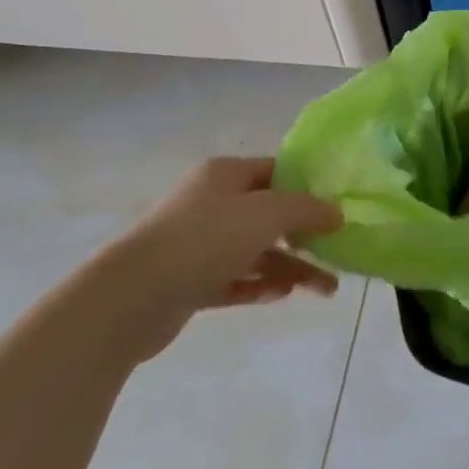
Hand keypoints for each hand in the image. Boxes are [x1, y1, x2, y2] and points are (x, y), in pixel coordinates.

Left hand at [101, 157, 343, 361]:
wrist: (131, 297)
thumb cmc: (204, 239)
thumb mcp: (267, 214)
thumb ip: (306, 210)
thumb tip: (336, 213)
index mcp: (226, 175)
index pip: (276, 172)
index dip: (308, 186)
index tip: (338, 207)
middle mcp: (212, 204)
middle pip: (269, 215)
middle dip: (305, 236)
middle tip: (337, 253)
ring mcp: (199, 244)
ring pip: (256, 252)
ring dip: (291, 267)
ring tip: (326, 289)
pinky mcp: (190, 282)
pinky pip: (235, 280)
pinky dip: (260, 286)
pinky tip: (283, 296)